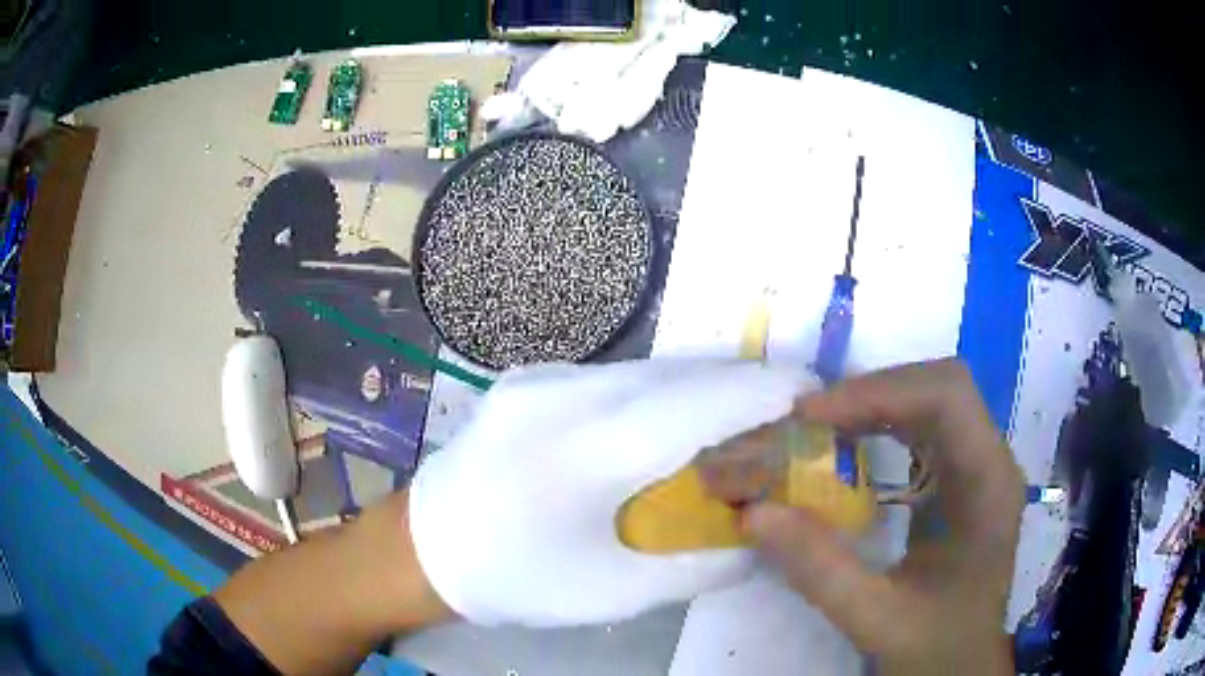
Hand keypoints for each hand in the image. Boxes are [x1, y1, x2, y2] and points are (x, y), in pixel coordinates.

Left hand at [408, 359, 810, 626]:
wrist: (423, 547)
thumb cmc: (515, 579)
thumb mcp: (613, 593)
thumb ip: (700, 566)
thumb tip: (760, 539)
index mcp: (587, 450)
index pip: (700, 402)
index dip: (764, 390)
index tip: (812, 391)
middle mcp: (565, 394)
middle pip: (680, 374)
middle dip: (742, 385)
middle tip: (785, 411)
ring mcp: (542, 379)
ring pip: (649, 369)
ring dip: (702, 387)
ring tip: (738, 418)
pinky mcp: (530, 380)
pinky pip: (616, 377)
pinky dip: (660, 392)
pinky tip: (671, 423)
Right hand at [741, 359, 1023, 674]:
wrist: (960, 663)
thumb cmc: (935, 643)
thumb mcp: (876, 618)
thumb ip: (821, 570)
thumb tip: (754, 511)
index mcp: (988, 485)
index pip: (947, 396)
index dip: (880, 392)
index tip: (812, 419)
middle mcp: (989, 460)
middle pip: (936, 387)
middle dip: (868, 394)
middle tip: (805, 422)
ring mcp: (975, 465)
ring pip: (927, 400)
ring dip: (870, 405)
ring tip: (816, 428)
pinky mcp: (956, 477)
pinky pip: (919, 427)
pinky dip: (876, 425)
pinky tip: (846, 445)